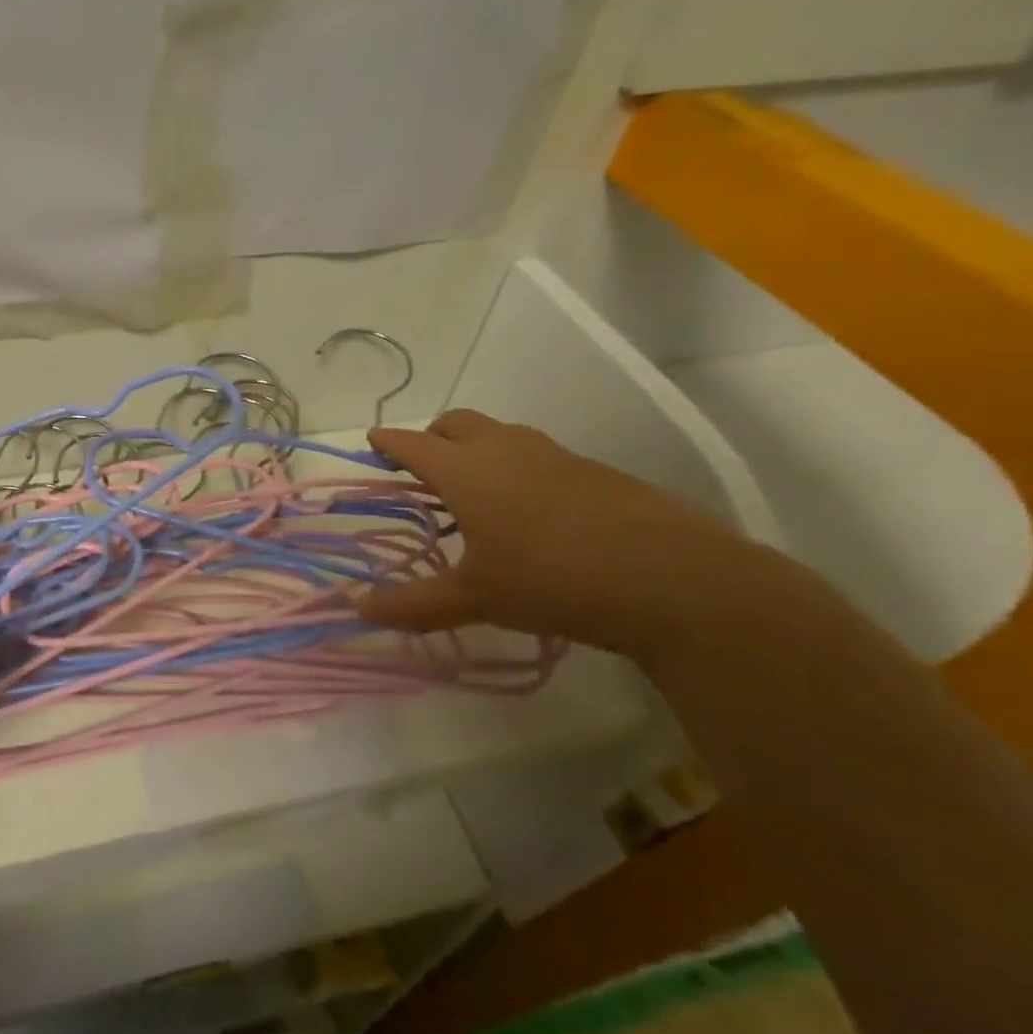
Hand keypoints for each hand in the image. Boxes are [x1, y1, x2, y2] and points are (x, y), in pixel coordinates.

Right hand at [357, 410, 777, 659]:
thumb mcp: (475, 599)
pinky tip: (532, 512)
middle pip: (456, 423)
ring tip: (476, 491)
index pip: (412, 444)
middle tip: (423, 468)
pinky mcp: (594, 470)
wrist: (673, 580)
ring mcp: (554, 455)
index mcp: (466, 471)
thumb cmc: (551, 580)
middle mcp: (505, 449)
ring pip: (500, 434)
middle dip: (432, 436)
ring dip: (477, 448)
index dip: (387, 442)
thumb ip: (414, 604)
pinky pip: (538, 455)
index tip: (372, 442)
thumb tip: (359, 610)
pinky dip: (517, 467)